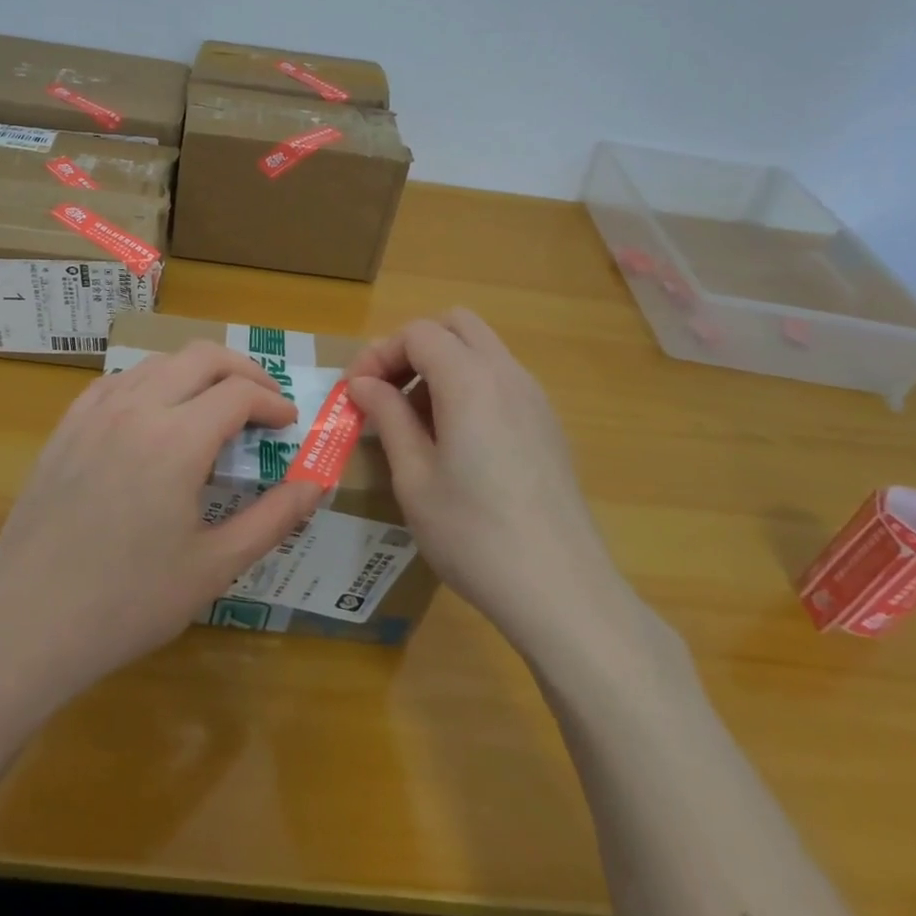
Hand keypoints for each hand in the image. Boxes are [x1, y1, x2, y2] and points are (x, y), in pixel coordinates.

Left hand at [0, 342, 325, 697]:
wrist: (31, 622)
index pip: (239, 393)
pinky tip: (153, 414)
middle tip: (263, 401)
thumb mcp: (214, 566)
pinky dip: (150, 383)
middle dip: (243, 370)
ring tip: (214, 405)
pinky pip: (116, 383)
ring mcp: (94, 414)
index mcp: (177, 439)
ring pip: (157, 363)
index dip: (272, 402)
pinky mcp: (66, 428)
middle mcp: (136, 409)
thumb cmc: (130, 601)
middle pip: (201, 357)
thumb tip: (317, 485)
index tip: (289, 424)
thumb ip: (273, 519)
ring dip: (196, 372)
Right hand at [347, 309, 650, 657]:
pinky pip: (501, 379)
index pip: (417, 333)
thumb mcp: (414, 477)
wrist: (560, 590)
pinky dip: (468, 386)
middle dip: (413, 347)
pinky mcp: (547, 424)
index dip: (378, 354)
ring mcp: (534, 398)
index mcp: (470, 380)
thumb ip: (388, 417)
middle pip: (455, 325)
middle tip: (386, 392)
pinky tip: (455, 440)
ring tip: (415, 421)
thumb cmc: (473, 534)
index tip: (354, 393)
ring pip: (481, 349)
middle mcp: (507, 374)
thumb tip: (363, 384)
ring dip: (441, 365)